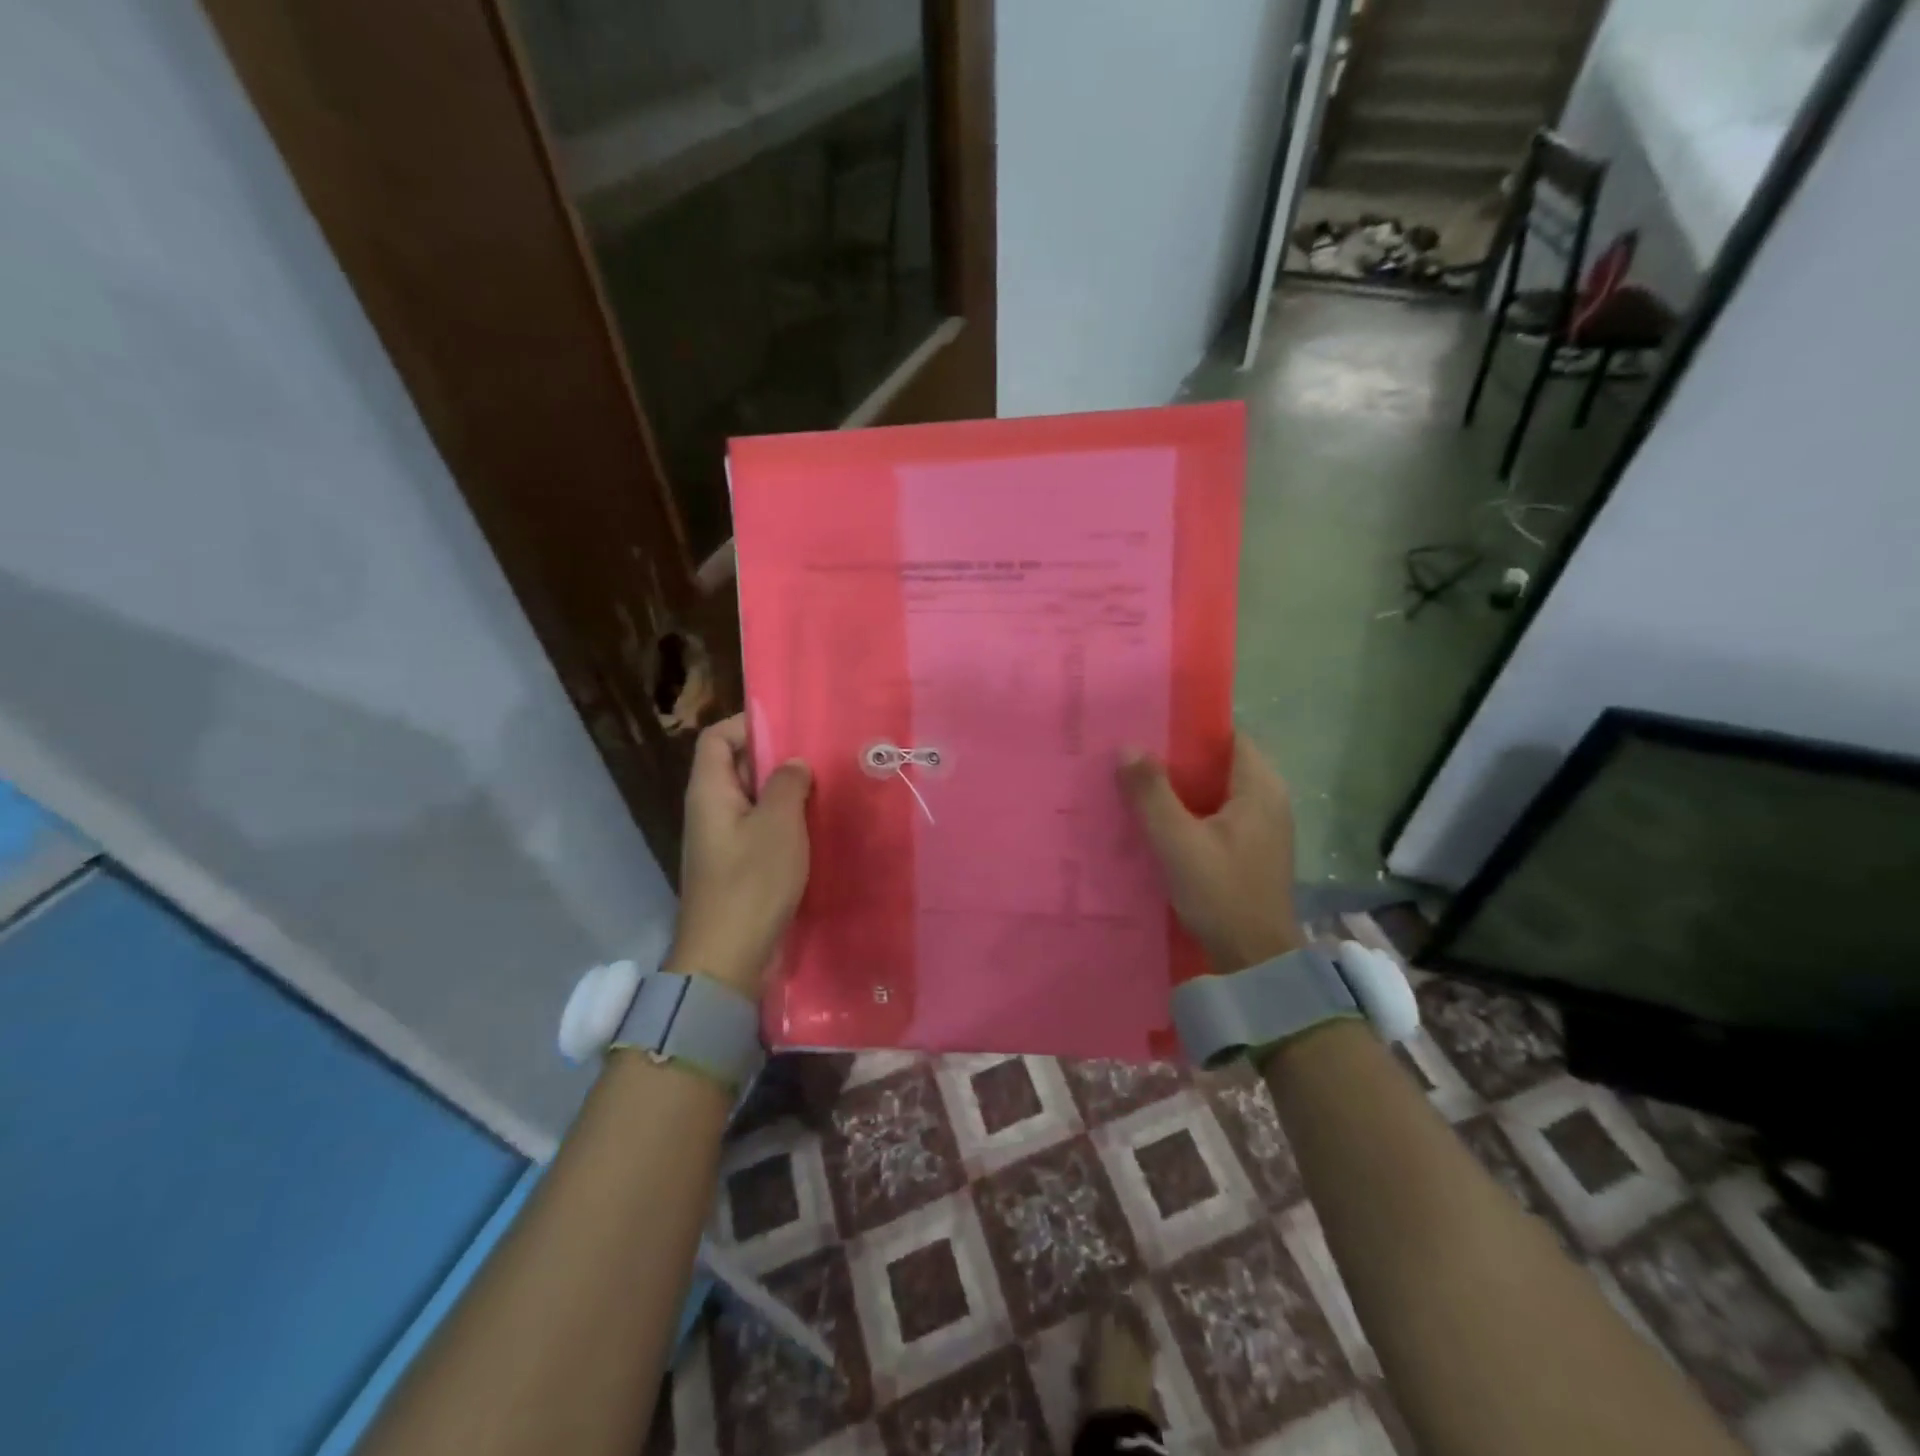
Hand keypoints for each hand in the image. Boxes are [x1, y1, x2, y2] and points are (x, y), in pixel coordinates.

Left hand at [666, 715, 811, 999]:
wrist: (727, 958)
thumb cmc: (751, 882)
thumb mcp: (778, 825)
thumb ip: (787, 784)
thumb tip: (793, 764)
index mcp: (710, 792)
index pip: (718, 738)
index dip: (749, 724)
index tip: (792, 727)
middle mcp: (711, 810)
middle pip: (737, 766)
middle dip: (776, 758)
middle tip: (820, 755)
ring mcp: (723, 841)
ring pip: (753, 800)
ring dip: (785, 792)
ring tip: (826, 786)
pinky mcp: (738, 866)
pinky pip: (760, 829)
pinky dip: (785, 822)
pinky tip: (816, 826)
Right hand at [1117, 733, 1304, 973]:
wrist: (1255, 960)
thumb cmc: (1221, 893)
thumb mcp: (1178, 842)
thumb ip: (1152, 794)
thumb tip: (1128, 747)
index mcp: (1260, 788)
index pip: (1229, 736)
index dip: (1191, 728)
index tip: (1150, 724)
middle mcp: (1268, 800)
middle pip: (1220, 763)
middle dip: (1178, 758)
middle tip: (1134, 752)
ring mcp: (1262, 827)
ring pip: (1216, 791)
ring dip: (1182, 787)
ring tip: (1137, 781)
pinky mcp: (1251, 850)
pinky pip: (1217, 814)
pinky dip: (1190, 811)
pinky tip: (1157, 819)